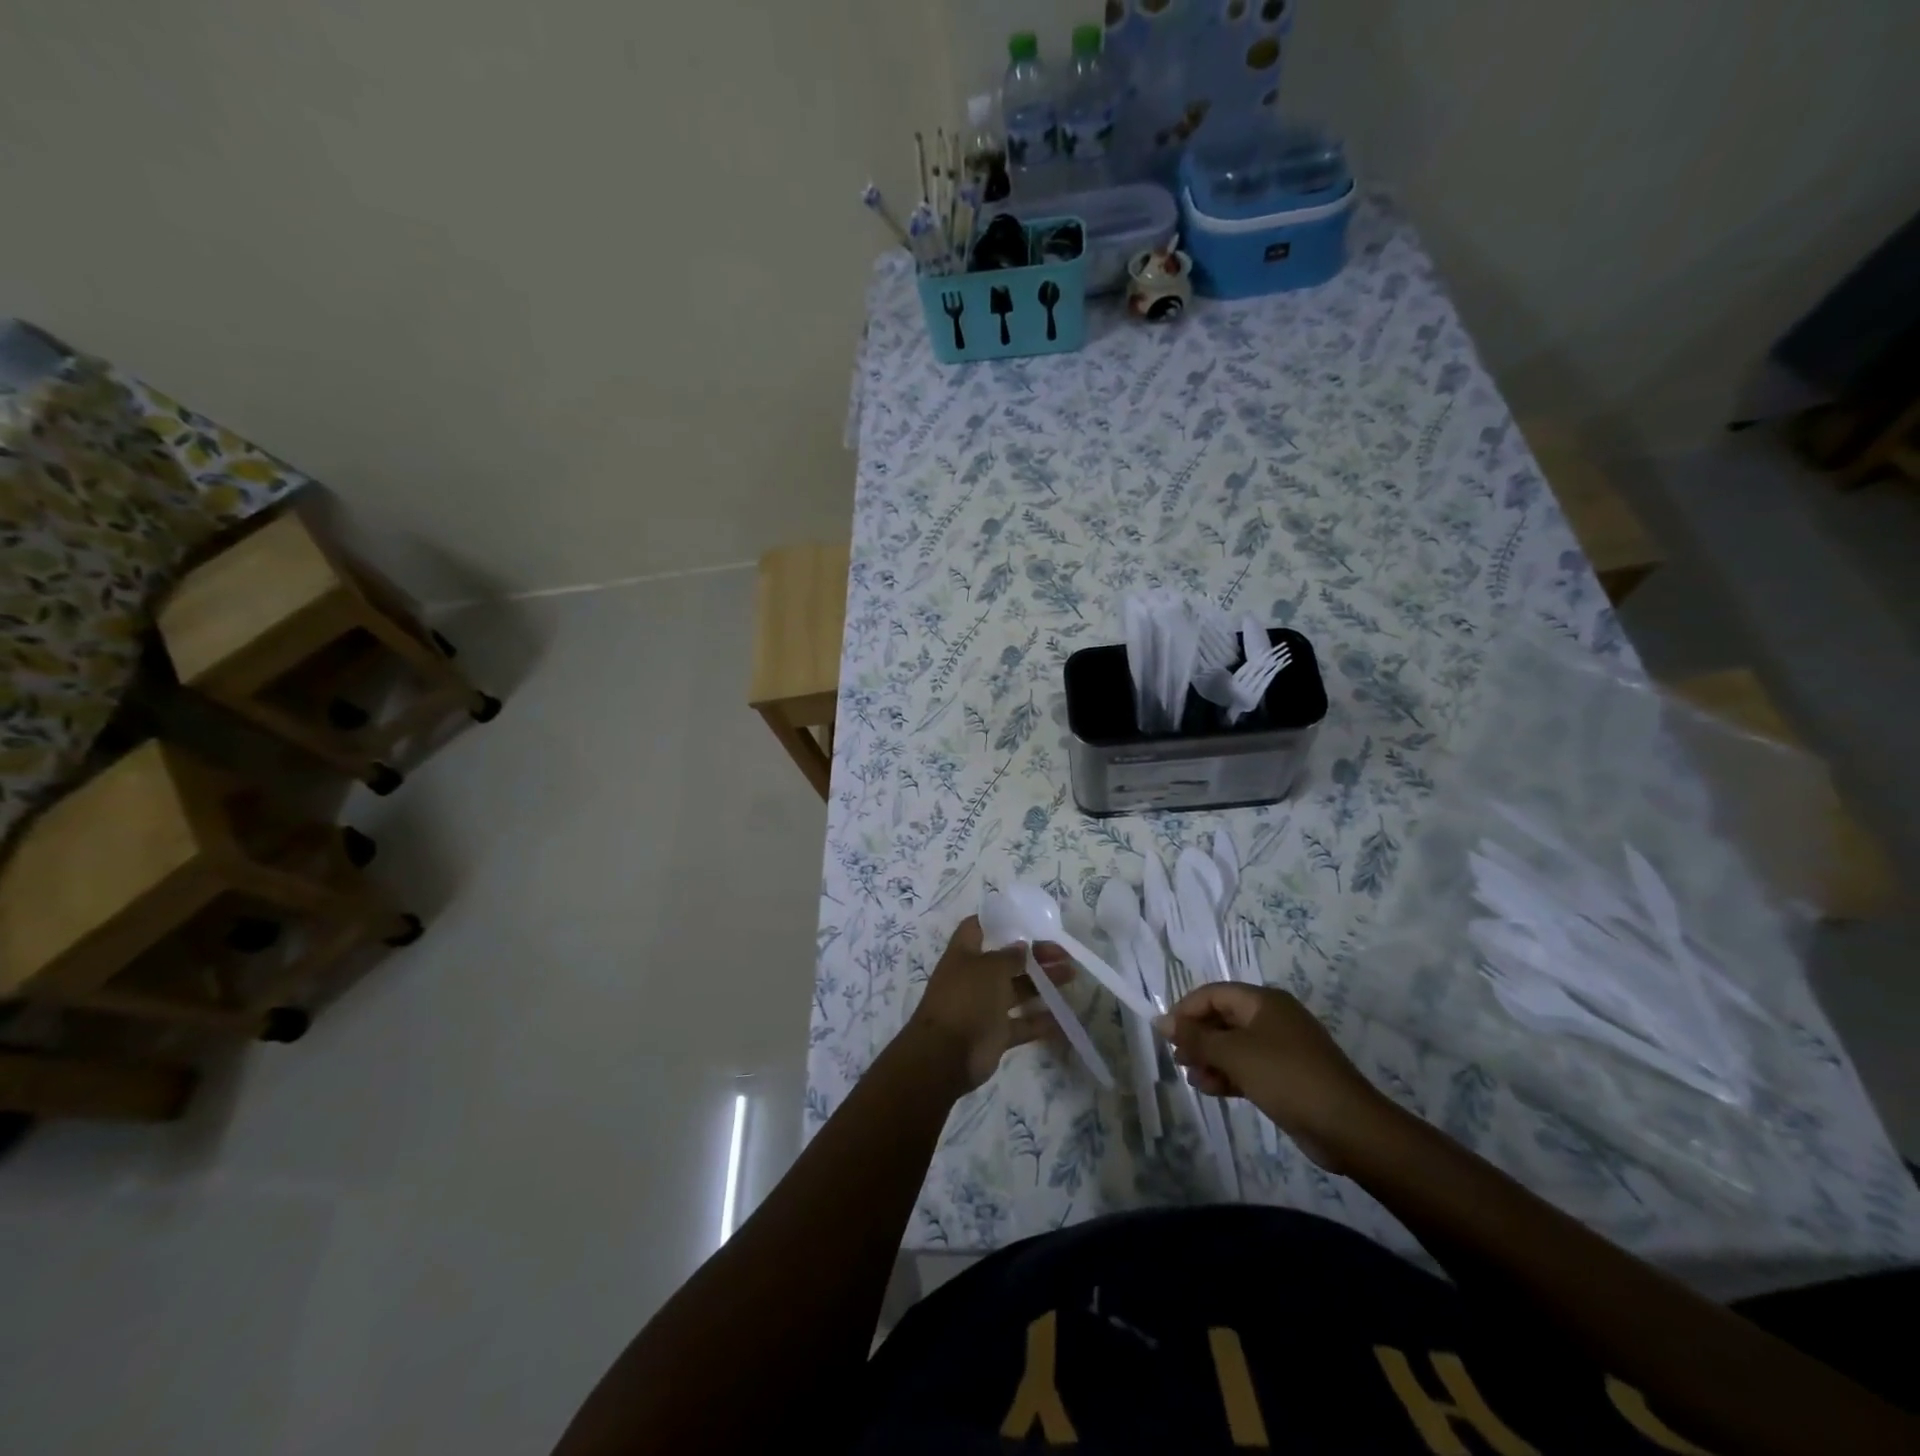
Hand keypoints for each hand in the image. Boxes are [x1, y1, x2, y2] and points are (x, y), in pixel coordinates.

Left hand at [907, 916, 1072, 1091]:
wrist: (946, 1055)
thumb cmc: (966, 999)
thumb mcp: (990, 969)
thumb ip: (1009, 956)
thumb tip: (1022, 946)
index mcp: (964, 954)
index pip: (978, 928)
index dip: (999, 921)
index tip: (1026, 919)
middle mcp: (974, 977)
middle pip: (1007, 960)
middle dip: (1035, 955)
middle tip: (1064, 953)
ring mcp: (985, 1006)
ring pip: (1018, 990)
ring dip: (1043, 983)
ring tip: (1071, 975)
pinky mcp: (996, 1033)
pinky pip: (1022, 1024)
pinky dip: (1041, 1021)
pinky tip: (1065, 1016)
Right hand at [1157, 984, 1393, 1172]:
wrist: (1347, 1127)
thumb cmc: (1286, 1077)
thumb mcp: (1234, 1054)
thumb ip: (1196, 1036)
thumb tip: (1161, 1020)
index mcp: (1263, 1002)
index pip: (1213, 994)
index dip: (1186, 1010)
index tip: (1166, 1035)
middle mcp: (1272, 1018)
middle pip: (1223, 1018)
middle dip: (1198, 1038)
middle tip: (1179, 1059)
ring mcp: (1282, 1048)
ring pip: (1234, 1045)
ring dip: (1211, 1059)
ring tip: (1194, 1079)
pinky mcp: (1287, 1075)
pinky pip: (1249, 1066)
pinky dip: (1229, 1074)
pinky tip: (1212, 1090)